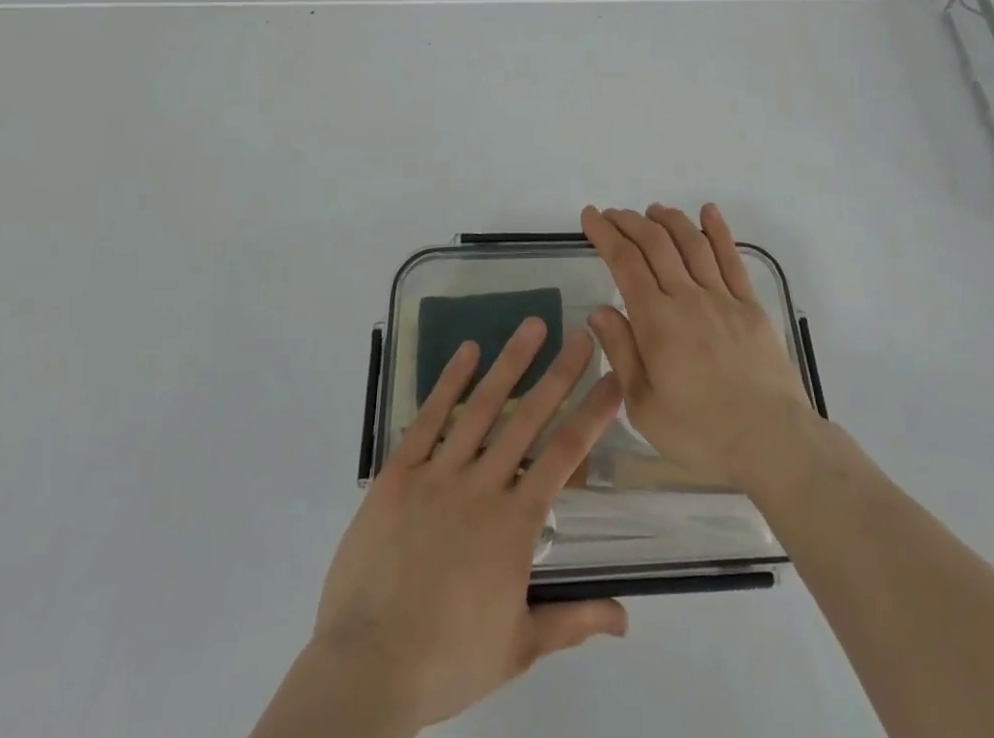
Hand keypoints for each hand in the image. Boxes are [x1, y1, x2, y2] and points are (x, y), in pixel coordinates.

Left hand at [303, 318, 627, 731]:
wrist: (366, 668)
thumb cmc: (447, 660)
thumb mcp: (518, 647)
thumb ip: (573, 620)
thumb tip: (627, 617)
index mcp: (516, 523)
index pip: (565, 455)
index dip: (592, 415)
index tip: (613, 380)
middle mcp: (483, 485)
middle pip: (529, 418)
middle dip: (560, 373)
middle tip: (583, 334)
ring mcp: (439, 474)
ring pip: (482, 407)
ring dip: (510, 363)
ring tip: (533, 325)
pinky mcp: (399, 473)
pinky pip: (428, 419)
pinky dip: (448, 382)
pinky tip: (467, 351)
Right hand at [582, 204, 816, 492]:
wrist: (772, 441)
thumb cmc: (701, 433)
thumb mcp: (644, 406)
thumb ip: (621, 353)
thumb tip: (598, 310)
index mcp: (657, 322)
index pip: (625, 263)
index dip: (605, 234)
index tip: (591, 216)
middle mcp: (688, 298)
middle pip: (655, 244)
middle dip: (630, 222)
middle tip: (613, 214)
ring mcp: (723, 297)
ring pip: (692, 243)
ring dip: (669, 220)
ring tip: (652, 210)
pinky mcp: (750, 305)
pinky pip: (731, 258)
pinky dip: (718, 230)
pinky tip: (708, 212)